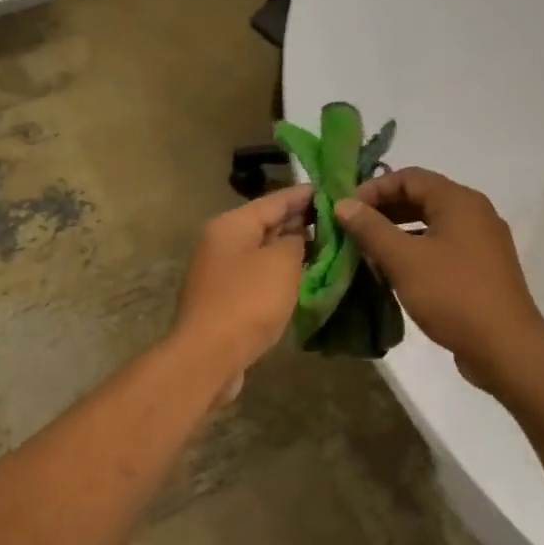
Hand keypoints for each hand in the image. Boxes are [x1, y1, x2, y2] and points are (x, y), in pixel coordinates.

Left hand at [171, 184, 311, 395]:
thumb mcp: (281, 263)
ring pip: (261, 251)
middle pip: (265, 224)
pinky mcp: (223, 298)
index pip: (275, 199)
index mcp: (232, 224)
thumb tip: (295, 238)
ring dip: (289, 249)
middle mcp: (221, 241)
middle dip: (298, 221)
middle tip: (335, 220)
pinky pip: (256, 275)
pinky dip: (278, 273)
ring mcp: (219, 271)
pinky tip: (300, 278)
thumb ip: (295, 242)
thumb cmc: (248, 301)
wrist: (208, 355)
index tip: (332, 190)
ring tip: (325, 246)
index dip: (305, 195)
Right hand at [333, 168, 543, 389]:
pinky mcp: (482, 268)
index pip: (408, 176)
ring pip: (430, 223)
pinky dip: (415, 250)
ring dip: (397, 231)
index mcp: (459, 201)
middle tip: (351, 230)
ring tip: (366, 250)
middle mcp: (474, 213)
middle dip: (383, 210)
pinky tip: (394, 271)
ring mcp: (481, 241)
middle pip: (421, 197)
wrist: (506, 348)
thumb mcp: (403, 260)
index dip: (373, 188)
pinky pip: (442, 246)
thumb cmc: (453, 295)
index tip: (346, 211)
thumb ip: (370, 228)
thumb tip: (343, 204)